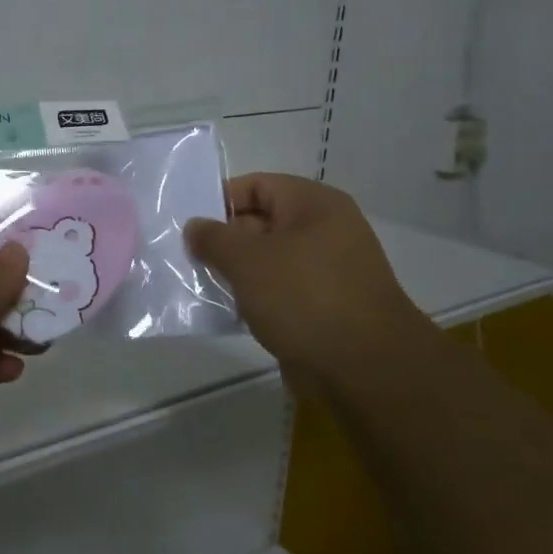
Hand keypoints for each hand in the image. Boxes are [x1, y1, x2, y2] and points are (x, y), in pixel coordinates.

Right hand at [184, 173, 430, 393]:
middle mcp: (325, 231)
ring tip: (201, 285)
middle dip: (224, 240)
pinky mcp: (326, 307)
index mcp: (314, 205)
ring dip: (237, 272)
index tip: (189, 224)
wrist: (365, 368)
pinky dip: (256, 298)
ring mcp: (328, 271)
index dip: (221, 199)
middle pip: (262, 222)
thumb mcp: (247, 260)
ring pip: (269, 261)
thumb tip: (195, 227)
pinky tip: (229, 312)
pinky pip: (281, 291)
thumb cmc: (304, 297)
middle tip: (187, 257)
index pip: (258, 185)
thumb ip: (214, 238)